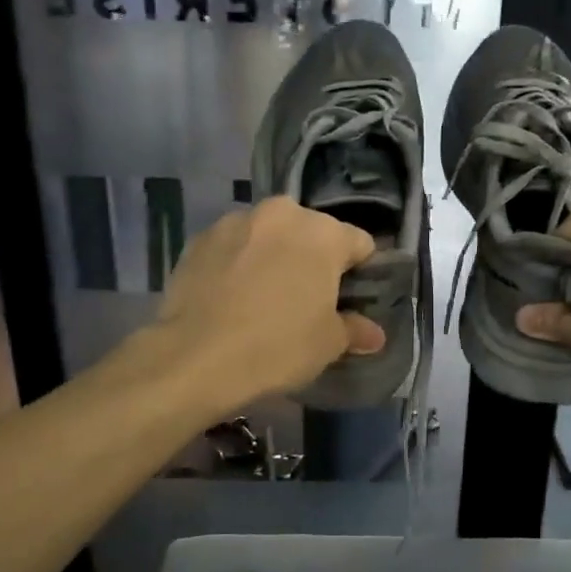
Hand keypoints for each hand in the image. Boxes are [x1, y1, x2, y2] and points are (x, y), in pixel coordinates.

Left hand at [152, 197, 384, 408]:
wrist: (197, 357)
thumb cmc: (278, 346)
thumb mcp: (327, 344)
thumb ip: (354, 330)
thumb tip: (374, 334)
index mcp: (322, 233)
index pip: (359, 244)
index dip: (360, 272)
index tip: (351, 300)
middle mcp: (281, 214)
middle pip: (310, 233)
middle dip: (312, 260)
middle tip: (306, 301)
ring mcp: (234, 222)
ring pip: (268, 237)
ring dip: (272, 258)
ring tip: (263, 298)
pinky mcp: (198, 239)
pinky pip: (232, 249)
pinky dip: (237, 265)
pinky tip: (231, 299)